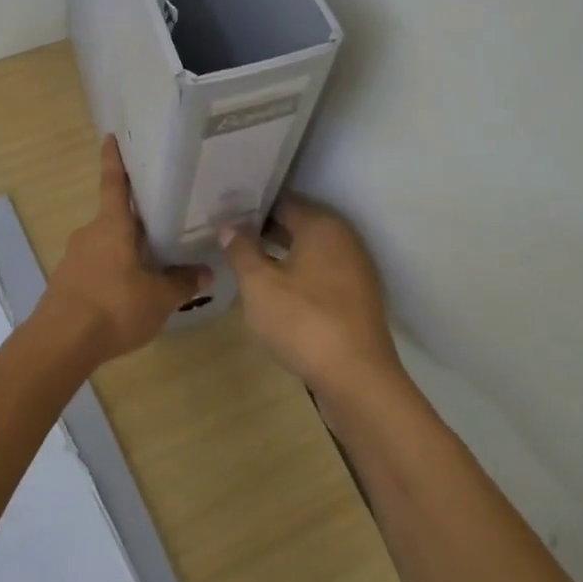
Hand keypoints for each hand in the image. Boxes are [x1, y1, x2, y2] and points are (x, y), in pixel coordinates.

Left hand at [38, 137, 210, 364]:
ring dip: (125, 250)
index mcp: (112, 225)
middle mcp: (90, 233)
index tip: (110, 137)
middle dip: (135, 220)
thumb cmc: (114, 307)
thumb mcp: (159, 298)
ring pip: (106, 244)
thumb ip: (183, 282)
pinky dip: (112, 272)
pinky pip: (96, 266)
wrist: (60, 342)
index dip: (113, 159)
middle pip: (115, 218)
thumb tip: (207, 271)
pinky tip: (128, 292)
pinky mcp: (66, 281)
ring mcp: (74, 257)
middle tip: (161, 222)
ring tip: (151, 264)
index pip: (113, 182)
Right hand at [222, 196, 406, 404]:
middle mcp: (343, 239)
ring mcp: (355, 269)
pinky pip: (321, 274)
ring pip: (309, 251)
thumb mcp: (259, 284)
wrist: (358, 379)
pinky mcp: (357, 298)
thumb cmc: (303, 321)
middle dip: (264, 230)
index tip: (224, 214)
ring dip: (281, 254)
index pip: (282, 202)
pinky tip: (276, 291)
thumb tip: (229, 226)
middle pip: (298, 224)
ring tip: (246, 263)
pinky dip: (299, 275)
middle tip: (229, 237)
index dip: (251, 207)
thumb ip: (241, 250)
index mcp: (321, 225)